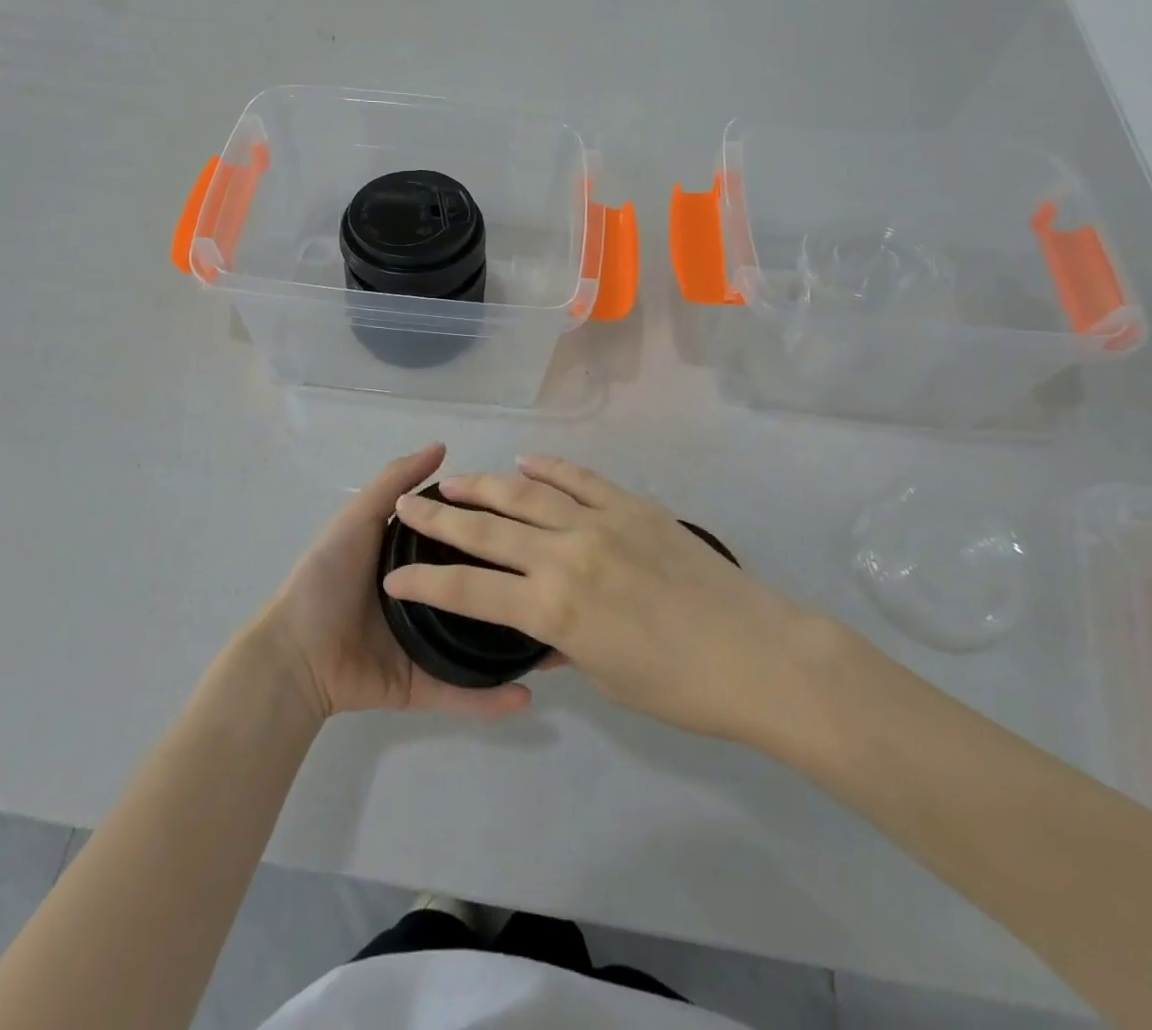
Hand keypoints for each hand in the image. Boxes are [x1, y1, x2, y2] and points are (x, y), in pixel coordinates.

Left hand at [264, 443, 534, 723]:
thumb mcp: (359, 518)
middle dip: (513, 590)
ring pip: (478, 645)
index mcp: (413, 561)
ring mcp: (425, 646)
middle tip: (555, 583)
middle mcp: (425, 600)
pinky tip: (528, 696)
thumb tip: (442, 446)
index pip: (463, 543)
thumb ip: (395, 482)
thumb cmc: (326, 578)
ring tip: (554, 640)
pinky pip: (461, 693)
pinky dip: (492, 699)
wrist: (295, 652)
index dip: (493, 531)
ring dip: (512, 648)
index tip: (532, 524)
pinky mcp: (421, 685)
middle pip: (476, 592)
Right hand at [382, 457, 848, 746]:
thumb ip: (562, 645)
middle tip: (409, 506)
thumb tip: (536, 633)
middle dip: (439, 519)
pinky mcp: (632, 505)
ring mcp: (600, 522)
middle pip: (486, 530)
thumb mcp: (607, 678)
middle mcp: (566, 555)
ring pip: (526, 494)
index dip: (424, 582)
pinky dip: (549, 469)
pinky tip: (525, 463)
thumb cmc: (681, 687)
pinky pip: (579, 478)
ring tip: (453, 480)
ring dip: (484, 485)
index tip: (394, 575)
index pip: (469, 590)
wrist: (758, 652)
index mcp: (553, 609)